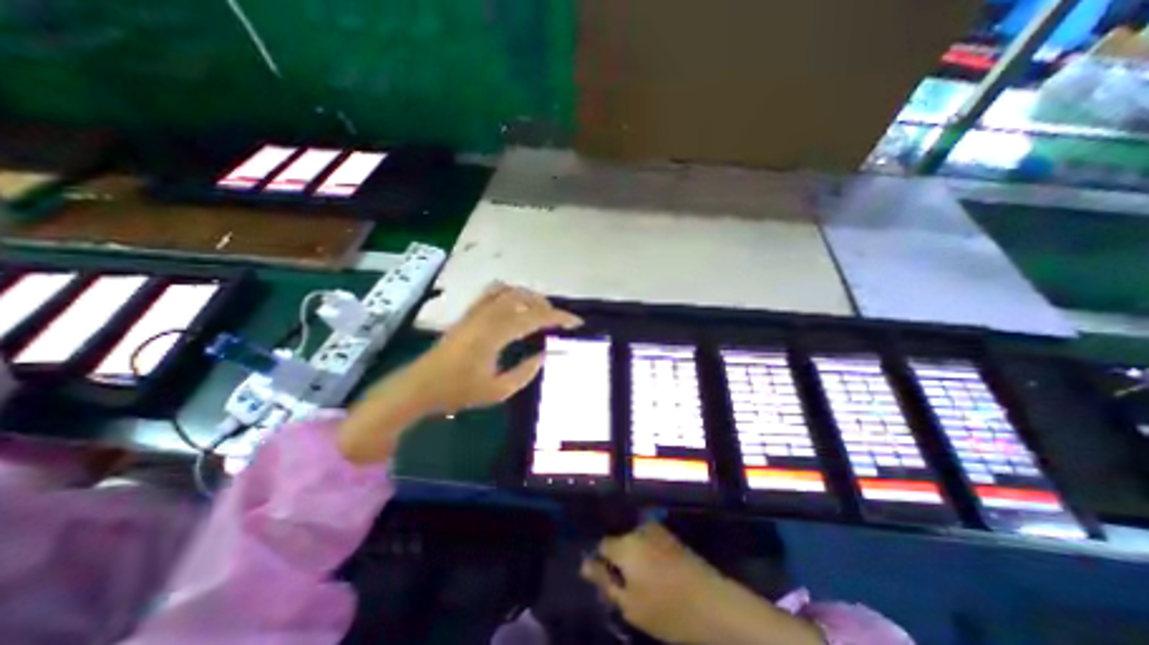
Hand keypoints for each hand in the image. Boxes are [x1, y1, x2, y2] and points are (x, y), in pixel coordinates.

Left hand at [338, 287, 579, 461]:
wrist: (420, 386)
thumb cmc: (458, 391)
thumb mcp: (498, 390)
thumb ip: (525, 372)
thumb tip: (544, 355)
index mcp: (496, 333)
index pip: (535, 318)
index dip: (559, 318)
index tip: (576, 323)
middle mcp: (487, 315)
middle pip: (523, 297)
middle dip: (546, 306)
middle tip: (559, 322)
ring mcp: (476, 311)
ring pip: (508, 290)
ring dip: (529, 297)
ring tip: (540, 312)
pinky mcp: (469, 313)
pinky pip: (494, 293)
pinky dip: (511, 294)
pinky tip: (516, 308)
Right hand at [584, 524, 817, 644]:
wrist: (713, 603)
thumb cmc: (668, 610)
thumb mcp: (630, 604)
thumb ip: (605, 582)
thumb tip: (584, 565)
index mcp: (626, 544)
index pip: (602, 546)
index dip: (601, 564)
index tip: (607, 583)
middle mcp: (639, 529)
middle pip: (619, 542)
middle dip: (618, 561)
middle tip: (626, 588)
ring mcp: (657, 530)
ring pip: (634, 541)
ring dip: (633, 558)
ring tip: (644, 584)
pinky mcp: (671, 536)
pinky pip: (648, 542)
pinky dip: (647, 556)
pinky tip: (658, 577)